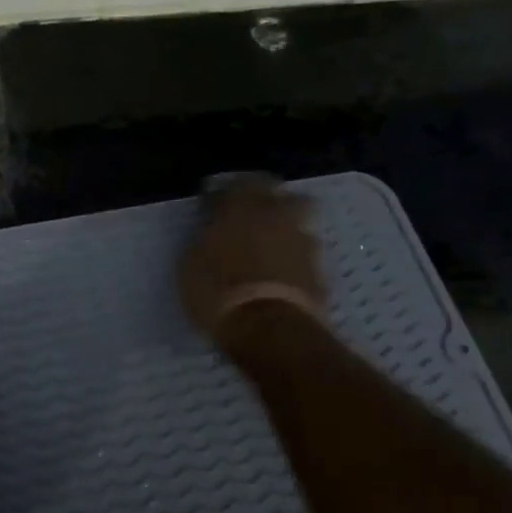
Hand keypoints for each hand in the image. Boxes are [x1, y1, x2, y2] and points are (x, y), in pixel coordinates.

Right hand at [178, 174, 328, 348]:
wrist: (270, 330)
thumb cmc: (219, 292)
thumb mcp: (191, 264)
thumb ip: (204, 239)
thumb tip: (210, 232)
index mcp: (241, 208)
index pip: (237, 182)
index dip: (225, 190)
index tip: (215, 201)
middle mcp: (276, 217)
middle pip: (282, 193)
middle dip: (269, 198)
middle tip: (252, 212)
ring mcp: (303, 242)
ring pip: (300, 221)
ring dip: (286, 227)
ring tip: (271, 244)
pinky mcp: (320, 271)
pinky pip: (307, 253)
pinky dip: (296, 257)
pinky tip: (283, 271)